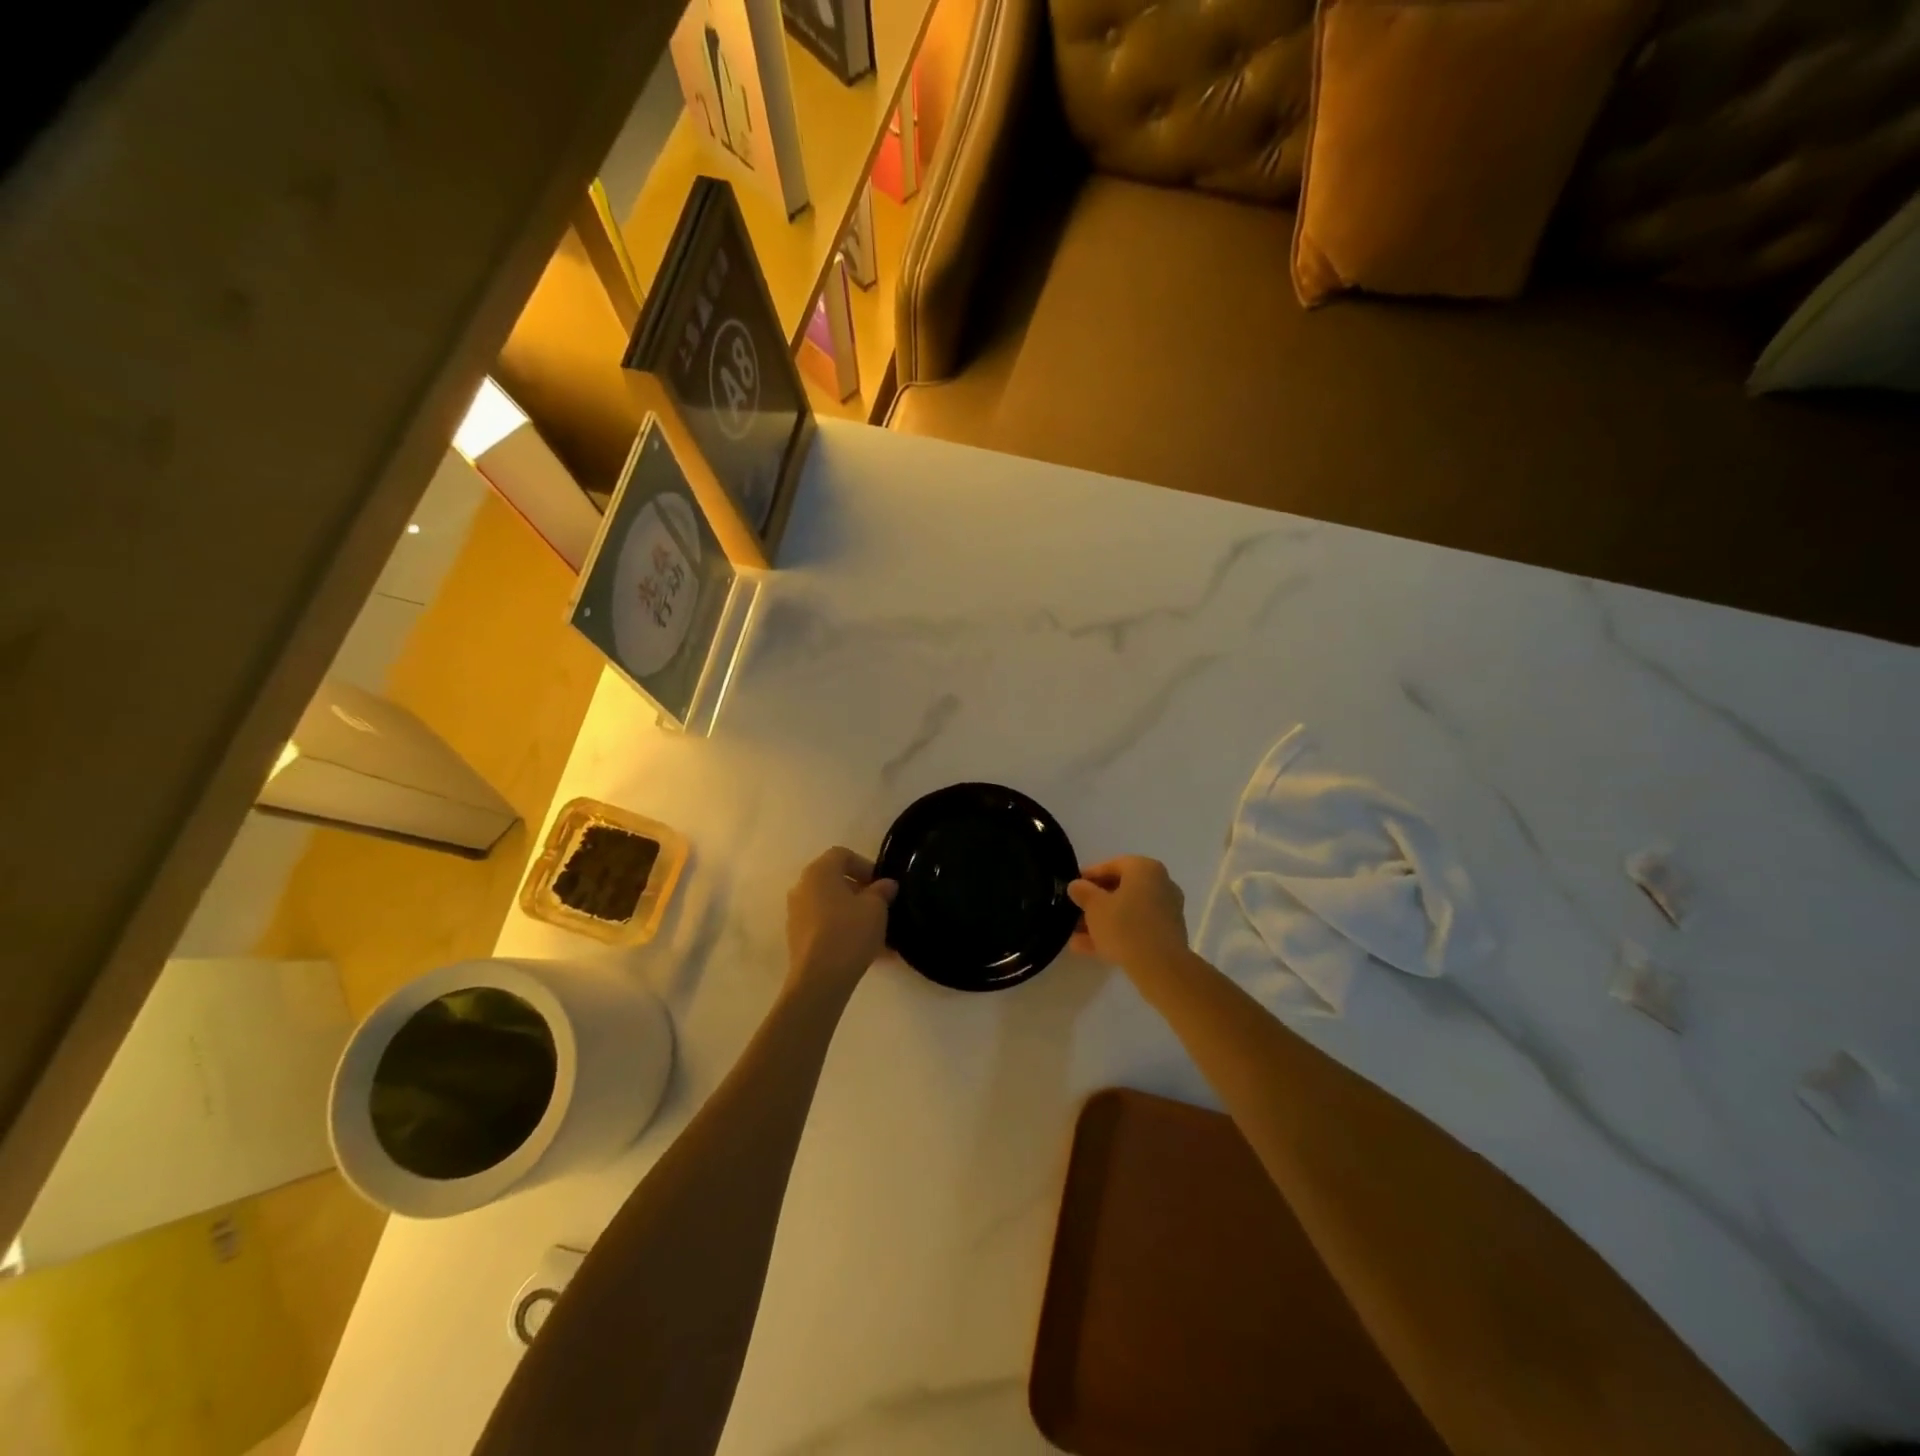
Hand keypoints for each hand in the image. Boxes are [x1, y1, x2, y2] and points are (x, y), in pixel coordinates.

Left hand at [785, 847, 896, 994]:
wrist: (820, 979)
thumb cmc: (849, 932)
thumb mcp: (876, 908)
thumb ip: (882, 891)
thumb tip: (886, 885)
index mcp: (818, 872)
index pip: (842, 855)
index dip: (865, 865)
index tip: (882, 885)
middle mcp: (802, 888)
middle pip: (835, 880)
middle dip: (860, 892)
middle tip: (881, 907)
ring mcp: (796, 914)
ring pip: (831, 906)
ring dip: (853, 914)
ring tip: (878, 934)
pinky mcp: (797, 938)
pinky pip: (825, 926)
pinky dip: (843, 931)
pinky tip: (866, 950)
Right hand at [1068, 856, 1189, 969]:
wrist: (1161, 967)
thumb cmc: (1125, 926)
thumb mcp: (1095, 907)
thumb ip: (1083, 892)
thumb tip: (1077, 885)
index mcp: (1145, 869)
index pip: (1112, 865)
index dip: (1089, 876)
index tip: (1073, 887)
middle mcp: (1161, 884)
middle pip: (1121, 889)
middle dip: (1096, 902)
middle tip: (1076, 912)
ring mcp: (1167, 910)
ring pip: (1128, 911)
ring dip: (1103, 922)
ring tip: (1077, 935)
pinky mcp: (1168, 934)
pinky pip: (1137, 928)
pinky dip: (1117, 934)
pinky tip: (1091, 949)